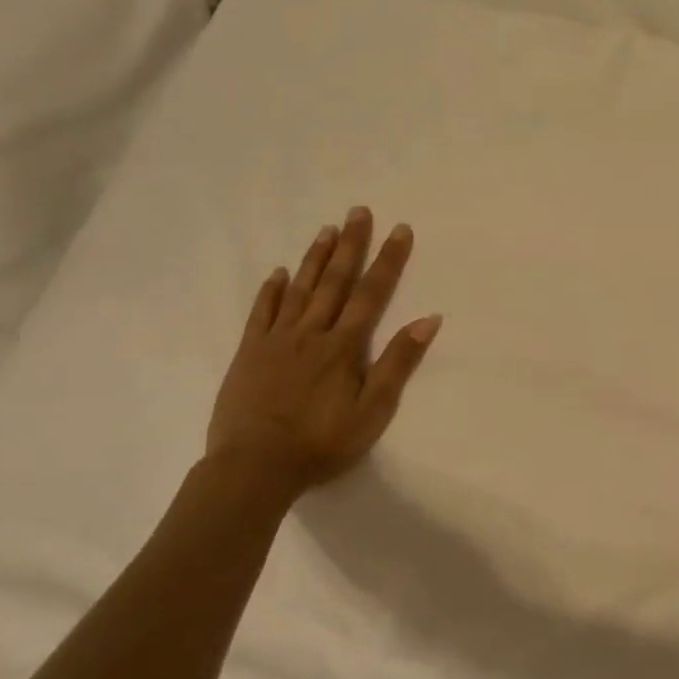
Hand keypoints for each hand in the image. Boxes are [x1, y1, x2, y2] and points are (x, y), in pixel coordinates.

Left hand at [205, 206, 441, 509]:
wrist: (254, 467)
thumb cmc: (321, 443)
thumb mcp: (373, 410)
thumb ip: (398, 363)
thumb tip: (429, 319)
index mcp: (344, 346)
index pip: (371, 293)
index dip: (388, 260)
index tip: (400, 229)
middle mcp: (311, 332)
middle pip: (334, 281)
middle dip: (351, 245)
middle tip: (359, 211)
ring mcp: (277, 340)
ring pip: (299, 289)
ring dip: (315, 258)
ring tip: (327, 229)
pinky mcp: (249, 353)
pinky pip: (261, 313)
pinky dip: (271, 291)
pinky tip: (277, 273)